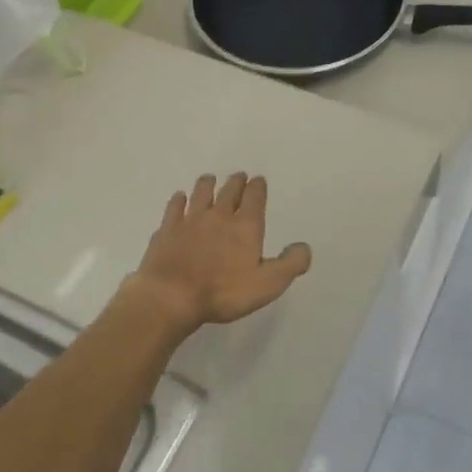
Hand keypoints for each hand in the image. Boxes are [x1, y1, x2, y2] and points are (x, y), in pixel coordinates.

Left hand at [125, 173, 311, 333]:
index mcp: (245, 226)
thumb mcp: (268, 284)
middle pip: (229, 192)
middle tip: (239, 176)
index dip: (258, 187)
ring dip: (207, 184)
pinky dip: (178, 200)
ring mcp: (190, 221)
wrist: (171, 295)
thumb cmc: (224, 292)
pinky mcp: (167, 230)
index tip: (258, 179)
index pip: (254, 198)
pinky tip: (179, 198)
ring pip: (201, 194)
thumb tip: (304, 247)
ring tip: (209, 178)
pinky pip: (174, 208)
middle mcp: (218, 216)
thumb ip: (290, 264)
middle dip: (236, 182)